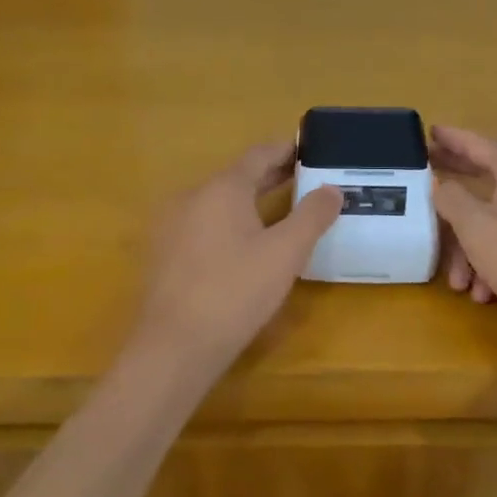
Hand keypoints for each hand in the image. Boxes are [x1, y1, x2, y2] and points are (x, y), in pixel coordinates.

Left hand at [131, 141, 341, 367]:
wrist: (173, 347)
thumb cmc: (235, 292)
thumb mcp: (285, 253)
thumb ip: (312, 216)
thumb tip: (332, 189)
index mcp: (222, 188)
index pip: (259, 154)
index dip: (285, 150)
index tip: (308, 148)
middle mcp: (192, 196)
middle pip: (237, 177)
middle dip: (270, 176)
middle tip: (303, 178)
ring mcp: (172, 225)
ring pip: (218, 201)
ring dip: (250, 200)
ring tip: (280, 210)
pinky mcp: (164, 253)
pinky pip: (203, 224)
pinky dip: (229, 222)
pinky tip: (245, 244)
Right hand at [432, 125, 496, 355]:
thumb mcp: (476, 227)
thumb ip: (452, 198)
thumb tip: (441, 183)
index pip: (478, 143)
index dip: (451, 138)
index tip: (428, 131)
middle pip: (485, 179)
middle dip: (453, 191)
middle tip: (423, 182)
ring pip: (492, 221)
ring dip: (468, 249)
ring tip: (457, 282)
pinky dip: (490, 264)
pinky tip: (482, 293)